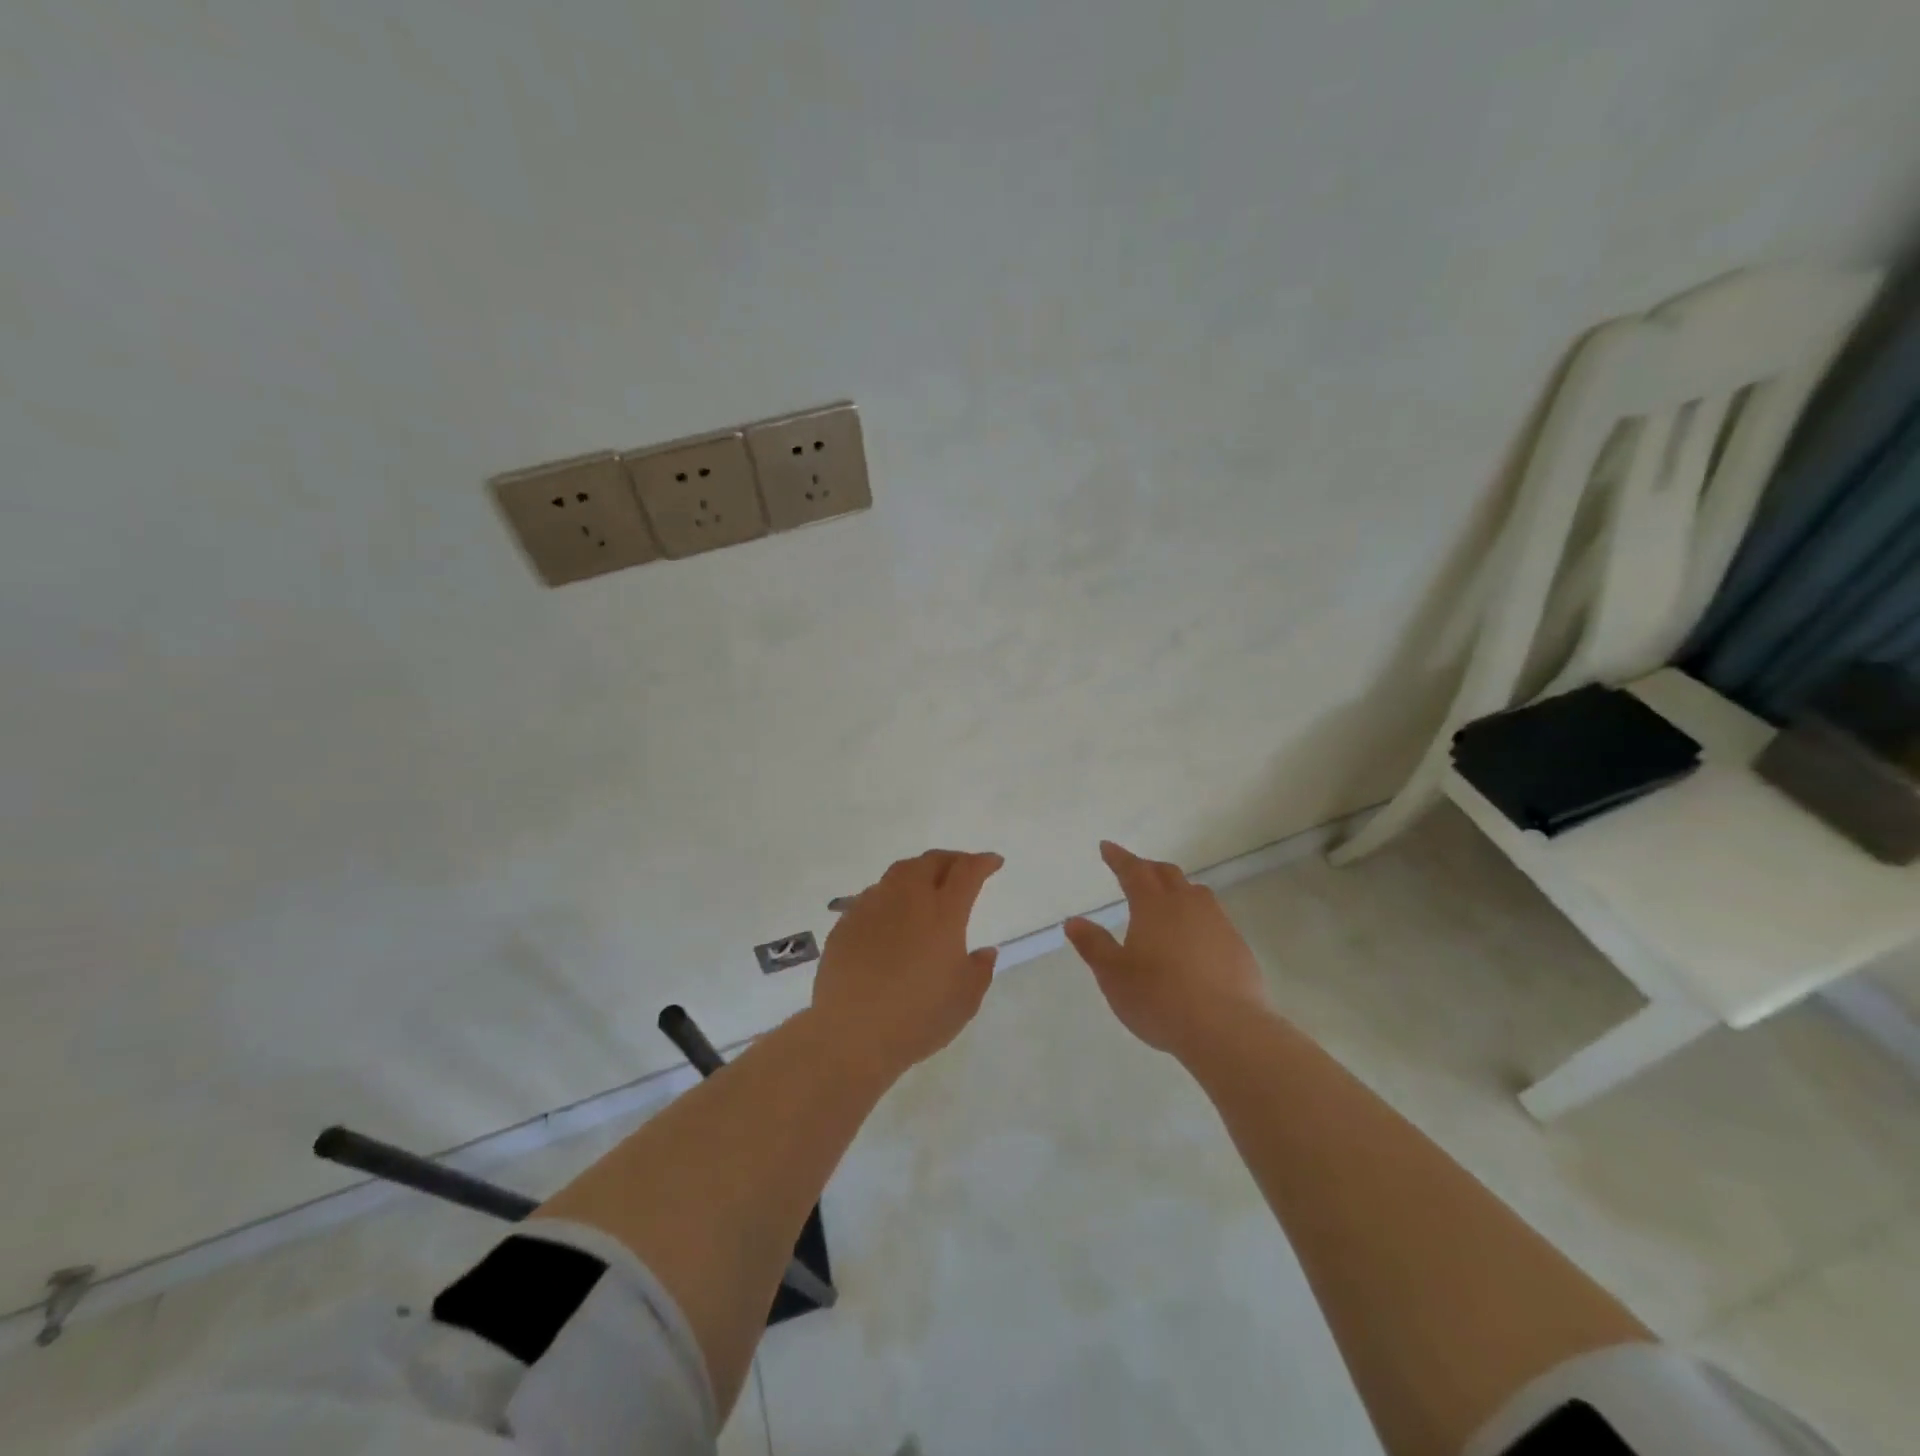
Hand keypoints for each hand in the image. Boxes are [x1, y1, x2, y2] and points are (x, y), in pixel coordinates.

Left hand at [812, 849, 1003, 1079]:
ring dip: (919, 872)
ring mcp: (872, 906)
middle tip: (961, 868)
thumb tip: (985, 952)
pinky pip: (874, 895)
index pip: (967, 872)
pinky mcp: (847, 922)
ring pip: (899, 872)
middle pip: (931, 862)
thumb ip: (979, 971)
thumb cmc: (918, 1017)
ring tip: (926, 885)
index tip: (993, 862)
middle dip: (951, 860)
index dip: (982, 862)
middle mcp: (908, 898)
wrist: (850, 1032)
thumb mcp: (964, 1001)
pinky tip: (892, 915)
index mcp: (943, 912)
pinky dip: (891, 895)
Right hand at [1064, 841, 1270, 1060]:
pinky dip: (1198, 918)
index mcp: (1153, 906)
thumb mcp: (1114, 975)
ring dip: (1178, 889)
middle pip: (1167, 874)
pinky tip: (1195, 940)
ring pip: (1196, 893)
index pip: (1133, 871)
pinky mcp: (1238, 947)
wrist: (1226, 1029)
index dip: (1119, 858)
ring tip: (1168, 900)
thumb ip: (1093, 945)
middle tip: (1135, 870)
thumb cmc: (1159, 998)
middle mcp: (1187, 905)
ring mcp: (1218, 924)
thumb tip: (1074, 921)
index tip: (1107, 847)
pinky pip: (1215, 919)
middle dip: (1148, 868)